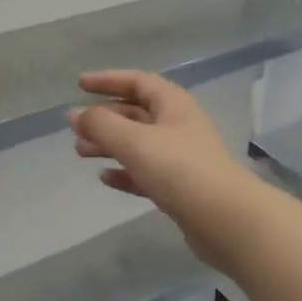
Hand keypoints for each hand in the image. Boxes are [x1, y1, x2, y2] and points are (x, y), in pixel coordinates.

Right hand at [70, 71, 268, 268]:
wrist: (226, 220)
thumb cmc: (179, 169)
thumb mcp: (134, 141)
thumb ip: (101, 125)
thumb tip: (77, 114)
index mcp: (173, 104)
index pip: (137, 81)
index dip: (107, 80)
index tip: (79, 84)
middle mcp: (178, 125)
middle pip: (136, 112)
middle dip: (104, 117)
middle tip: (75, 127)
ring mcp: (181, 157)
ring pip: (138, 143)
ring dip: (109, 144)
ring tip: (80, 152)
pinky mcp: (181, 187)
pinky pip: (146, 172)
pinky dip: (125, 171)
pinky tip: (105, 178)